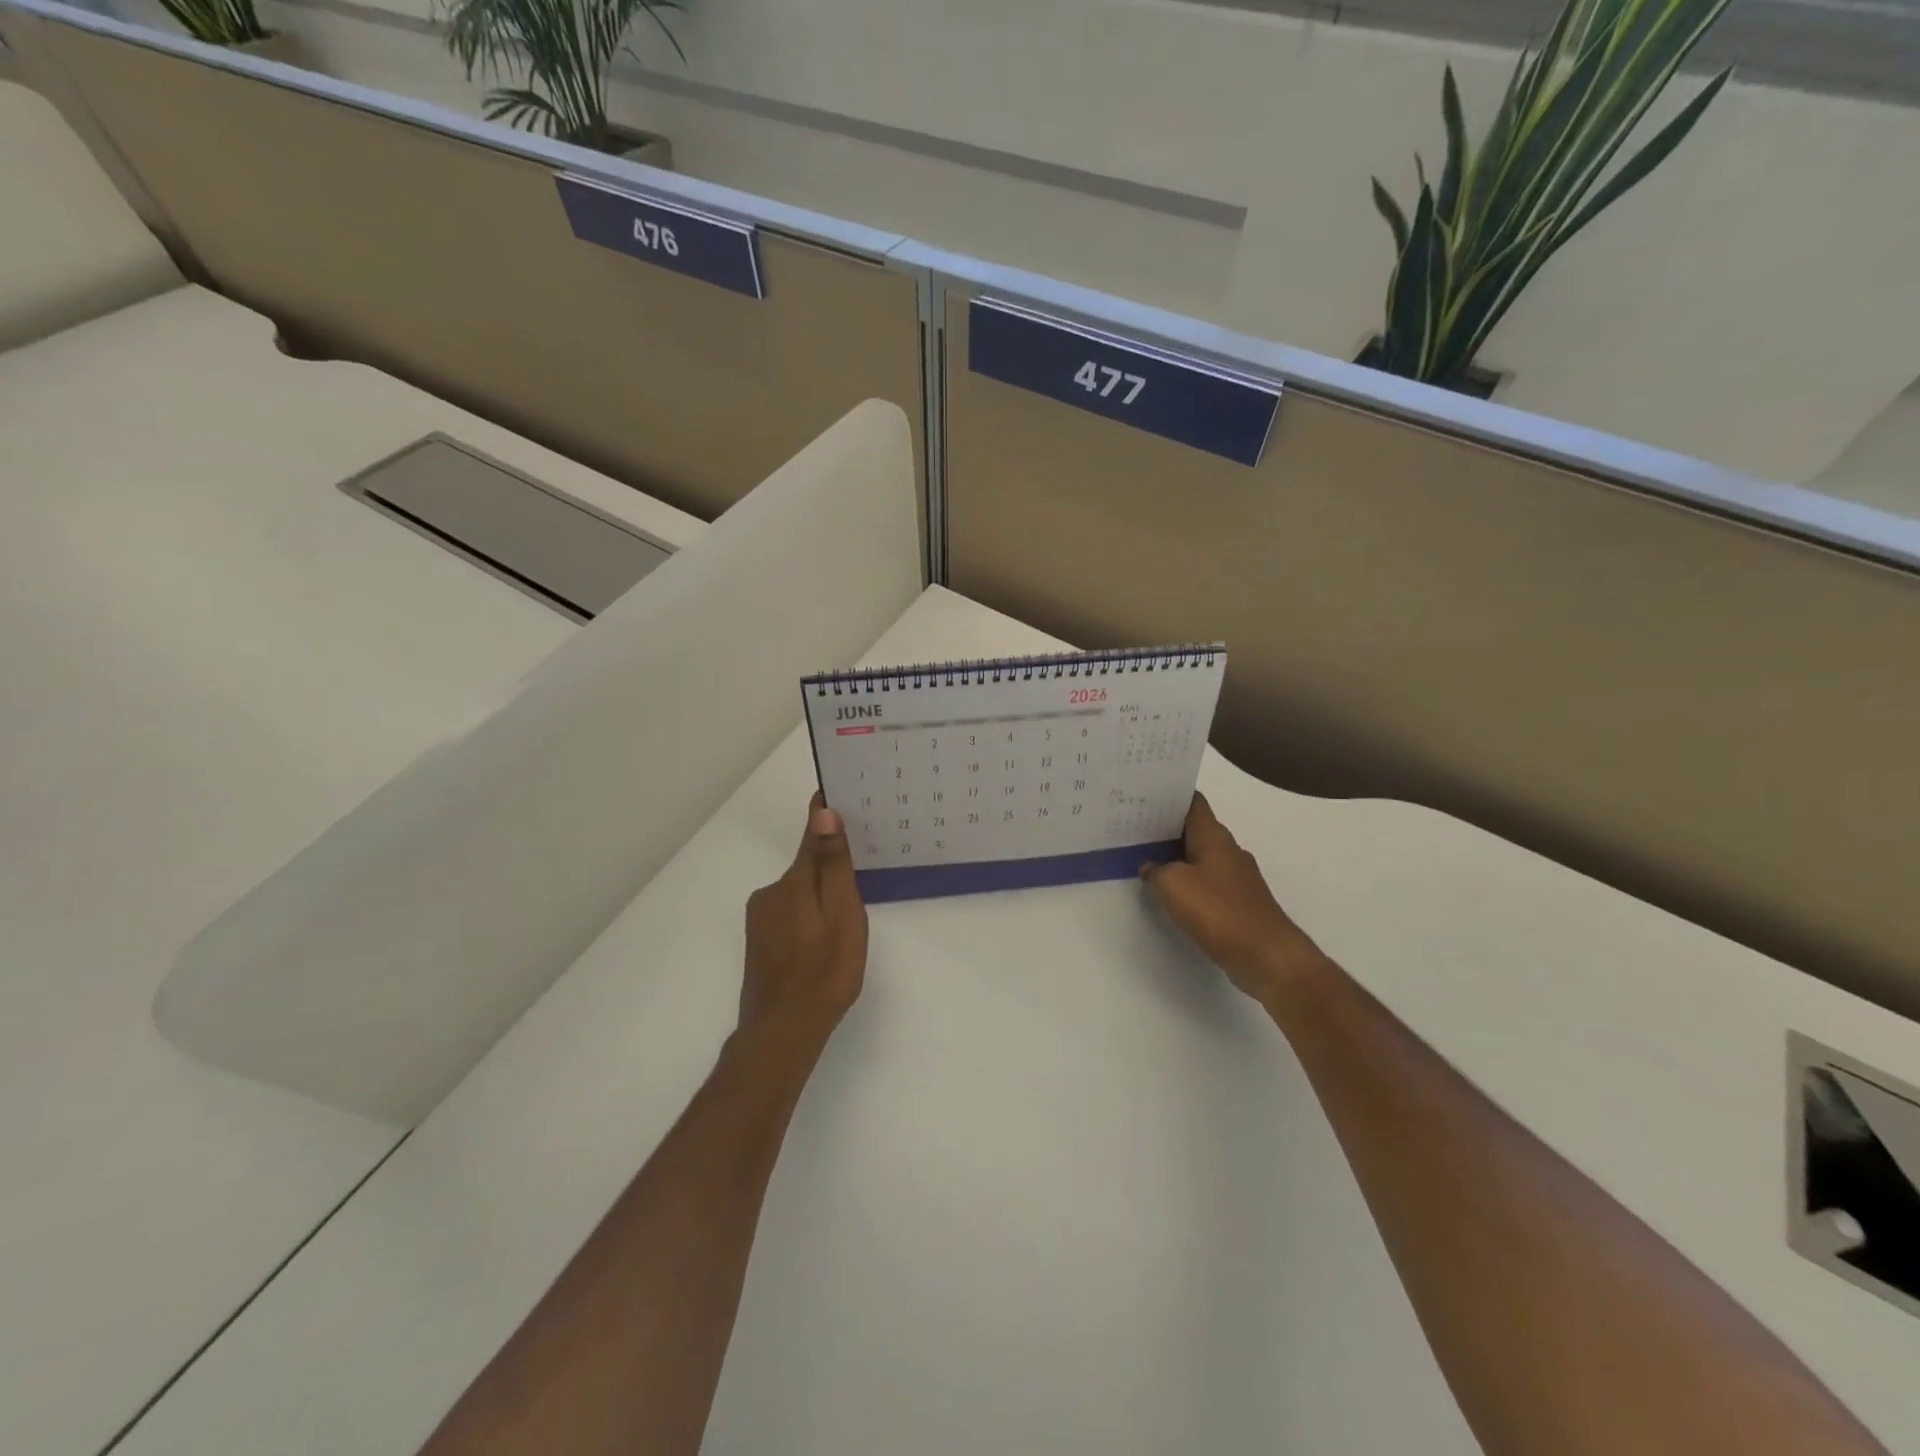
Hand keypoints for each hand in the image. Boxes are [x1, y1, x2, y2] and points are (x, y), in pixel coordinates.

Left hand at [740, 795, 868, 1045]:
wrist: (782, 1033)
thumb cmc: (825, 973)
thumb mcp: (842, 916)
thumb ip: (833, 865)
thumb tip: (824, 812)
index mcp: (793, 882)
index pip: (811, 834)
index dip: (826, 817)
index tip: (846, 796)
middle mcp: (770, 892)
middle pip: (806, 867)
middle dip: (831, 870)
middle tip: (863, 884)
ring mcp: (760, 918)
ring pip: (798, 893)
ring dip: (819, 899)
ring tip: (843, 926)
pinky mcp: (758, 941)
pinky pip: (789, 913)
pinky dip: (807, 918)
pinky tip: (821, 945)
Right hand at [1142, 793, 1320, 1004]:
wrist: (1266, 955)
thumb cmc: (1218, 911)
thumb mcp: (1172, 885)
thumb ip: (1154, 871)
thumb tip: (1150, 867)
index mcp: (1214, 836)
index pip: (1192, 802)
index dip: (1169, 795)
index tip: (1144, 794)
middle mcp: (1228, 850)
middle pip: (1194, 828)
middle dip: (1166, 827)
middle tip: (1134, 826)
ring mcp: (1236, 877)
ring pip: (1200, 856)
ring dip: (1176, 856)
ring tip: (1144, 857)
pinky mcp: (1239, 902)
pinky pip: (1207, 882)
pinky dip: (1188, 882)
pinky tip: (1169, 892)